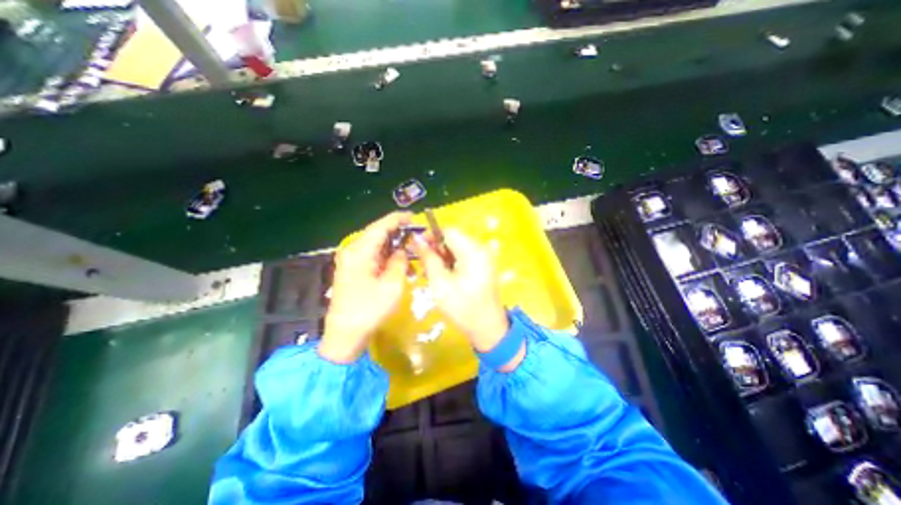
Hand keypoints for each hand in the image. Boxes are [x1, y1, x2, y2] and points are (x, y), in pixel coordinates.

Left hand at [320, 212, 410, 361]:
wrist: (345, 334)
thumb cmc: (369, 310)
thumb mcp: (392, 285)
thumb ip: (399, 261)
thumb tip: (402, 249)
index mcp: (360, 252)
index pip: (380, 227)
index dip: (397, 219)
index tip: (413, 216)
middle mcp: (352, 251)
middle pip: (377, 234)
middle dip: (397, 233)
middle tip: (416, 235)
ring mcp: (350, 260)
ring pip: (375, 245)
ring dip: (393, 246)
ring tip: (411, 251)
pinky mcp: (352, 269)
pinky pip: (372, 255)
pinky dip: (386, 256)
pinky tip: (399, 263)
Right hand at [411, 231, 510, 357]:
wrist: (487, 327)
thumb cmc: (462, 307)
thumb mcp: (439, 283)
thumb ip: (428, 258)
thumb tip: (417, 239)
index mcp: (473, 251)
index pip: (449, 231)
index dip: (431, 235)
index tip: (418, 247)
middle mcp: (482, 249)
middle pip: (454, 238)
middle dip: (437, 247)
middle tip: (424, 263)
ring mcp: (485, 257)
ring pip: (458, 247)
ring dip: (443, 255)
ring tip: (433, 271)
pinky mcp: (484, 265)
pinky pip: (465, 255)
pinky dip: (452, 261)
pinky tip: (445, 275)